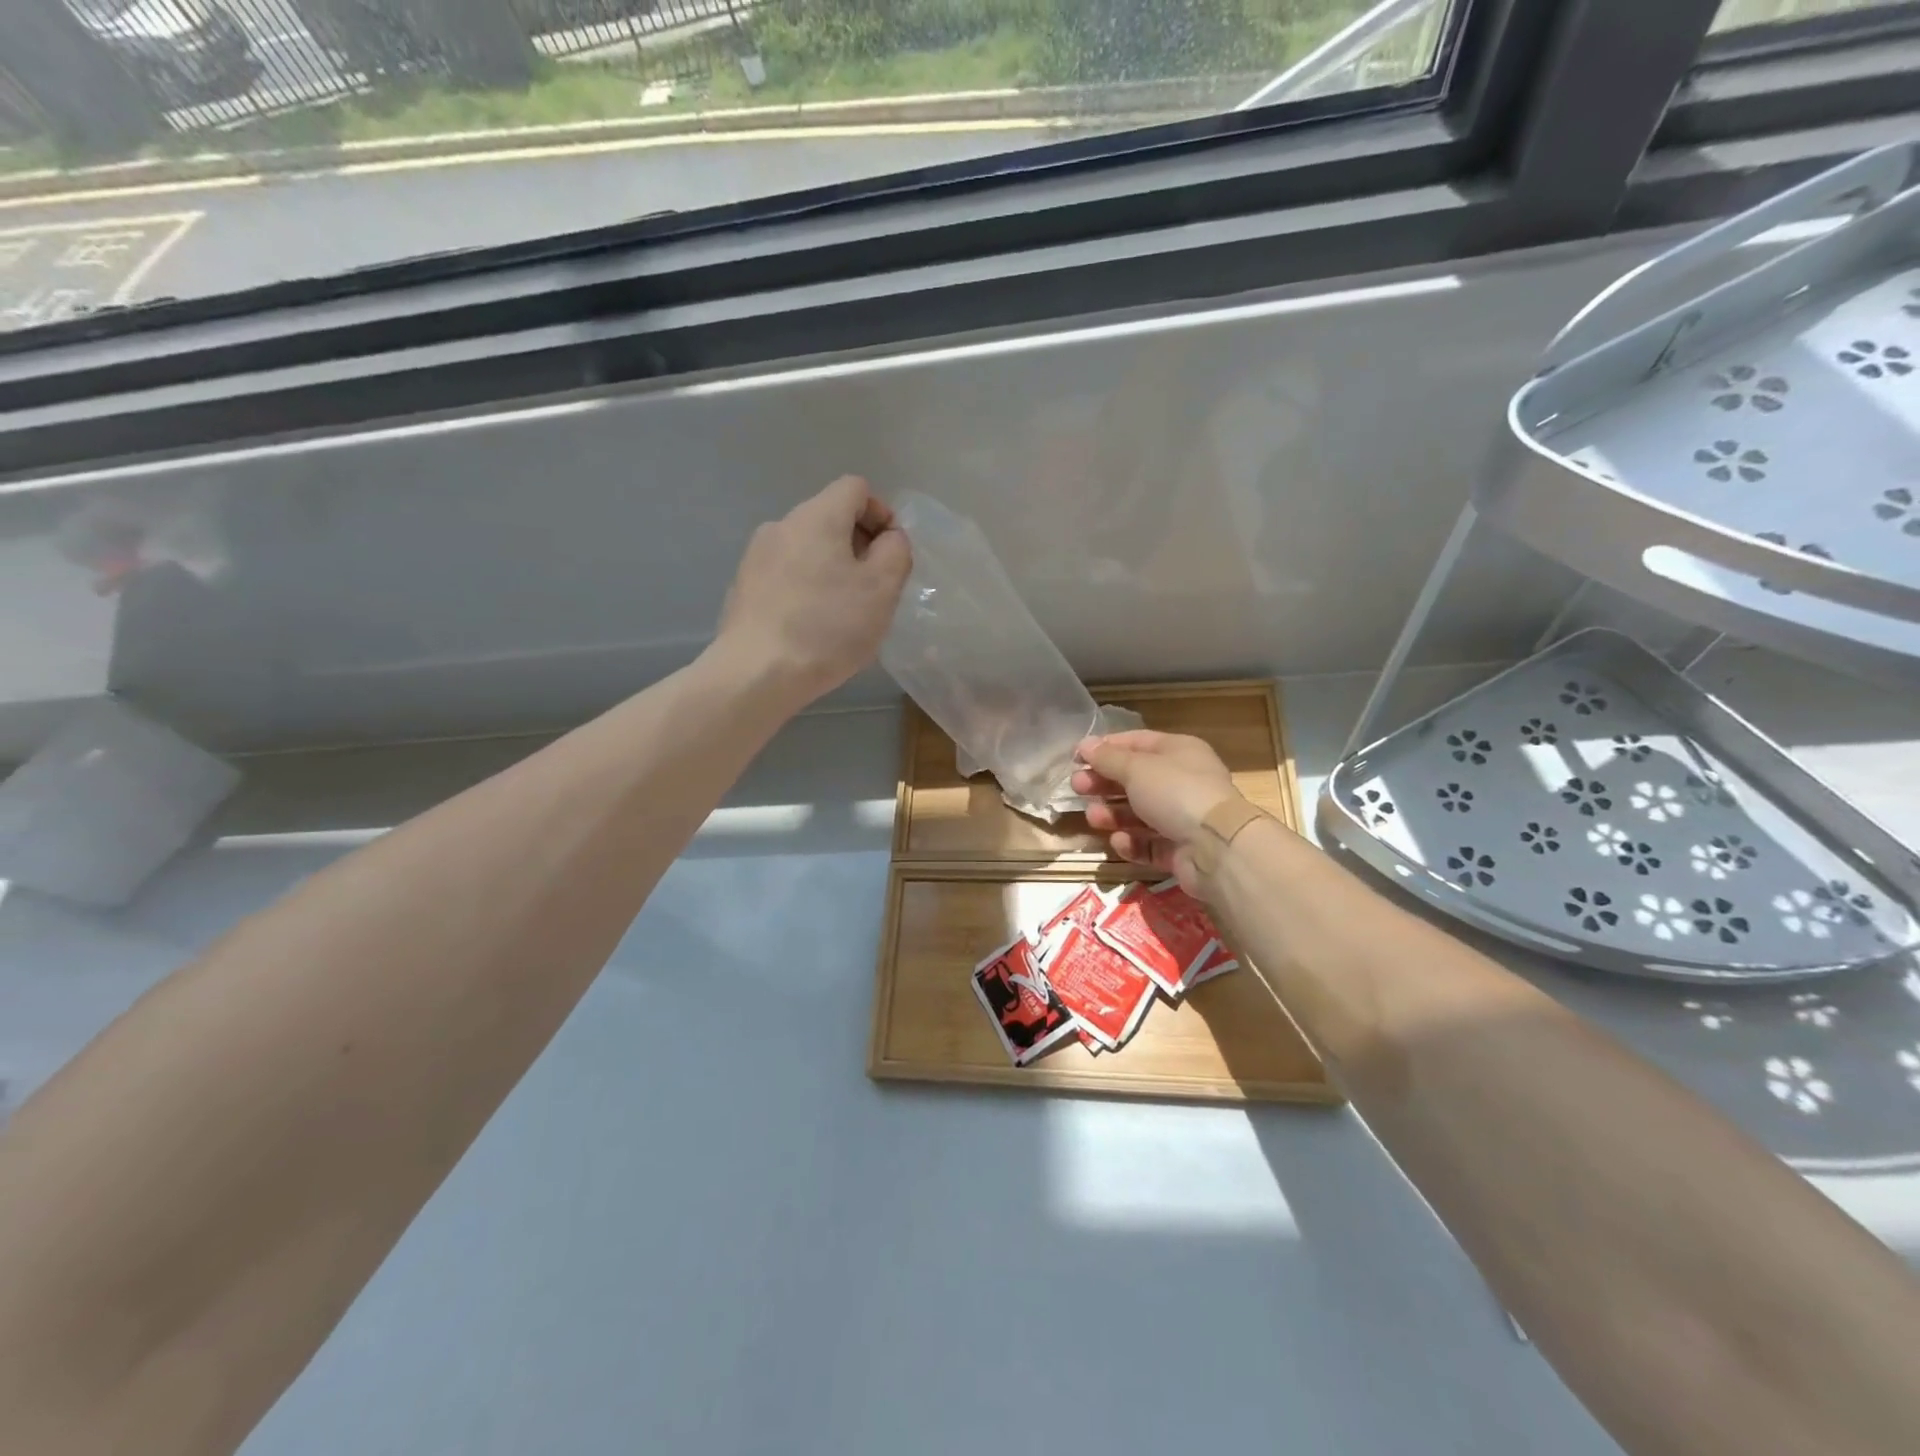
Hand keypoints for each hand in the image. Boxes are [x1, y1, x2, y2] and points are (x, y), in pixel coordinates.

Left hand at [717, 476, 911, 707]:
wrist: (756, 674)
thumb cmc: (827, 628)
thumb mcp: (882, 589)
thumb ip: (896, 551)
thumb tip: (889, 538)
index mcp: (817, 517)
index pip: (856, 488)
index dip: (882, 514)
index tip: (892, 555)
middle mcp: (781, 525)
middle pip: (830, 517)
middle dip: (859, 545)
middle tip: (874, 589)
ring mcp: (756, 557)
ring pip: (808, 549)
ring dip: (833, 569)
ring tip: (844, 613)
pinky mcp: (744, 587)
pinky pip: (787, 574)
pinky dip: (807, 588)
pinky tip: (812, 627)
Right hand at [1071, 731, 1238, 892]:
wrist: (1217, 847)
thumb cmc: (1176, 792)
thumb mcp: (1136, 768)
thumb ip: (1108, 758)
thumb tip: (1084, 745)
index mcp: (1179, 752)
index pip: (1136, 743)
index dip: (1105, 748)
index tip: (1076, 757)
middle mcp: (1182, 781)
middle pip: (1135, 779)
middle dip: (1104, 783)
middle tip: (1077, 787)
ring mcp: (1183, 817)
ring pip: (1139, 813)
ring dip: (1112, 814)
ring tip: (1093, 818)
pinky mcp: (1180, 850)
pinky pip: (1149, 843)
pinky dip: (1131, 842)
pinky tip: (1119, 841)